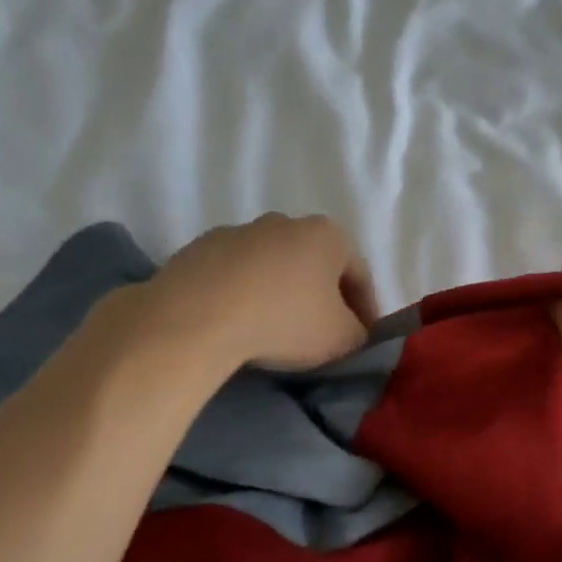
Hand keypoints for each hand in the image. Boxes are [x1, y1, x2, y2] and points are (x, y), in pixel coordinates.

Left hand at [137, 213, 379, 370]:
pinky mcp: (200, 248)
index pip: (360, 275)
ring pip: (273, 266)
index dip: (366, 310)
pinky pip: (235, 274)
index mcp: (328, 235)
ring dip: (280, 292)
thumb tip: (353, 331)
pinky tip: (238, 322)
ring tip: (275, 329)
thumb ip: (358, 333)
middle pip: (315, 264)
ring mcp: (240, 231)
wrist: (195, 316)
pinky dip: (243, 294)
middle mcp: (286, 222)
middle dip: (322, 296)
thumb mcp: (341, 338)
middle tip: (322, 333)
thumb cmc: (283, 320)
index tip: (363, 339)